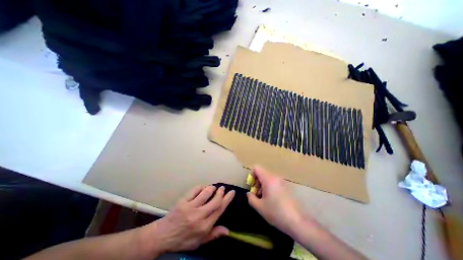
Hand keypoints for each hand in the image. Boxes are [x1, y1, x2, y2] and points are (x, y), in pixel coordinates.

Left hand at [148, 186, 234, 254]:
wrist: (162, 236)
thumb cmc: (183, 239)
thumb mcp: (199, 242)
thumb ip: (214, 234)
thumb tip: (228, 230)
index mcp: (204, 227)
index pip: (219, 210)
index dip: (227, 199)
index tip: (232, 192)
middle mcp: (199, 216)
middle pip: (215, 200)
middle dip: (221, 192)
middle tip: (222, 188)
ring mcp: (190, 207)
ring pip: (206, 193)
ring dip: (211, 188)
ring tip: (213, 188)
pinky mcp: (182, 201)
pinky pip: (195, 190)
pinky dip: (201, 187)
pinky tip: (202, 188)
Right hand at [246, 166, 306, 235]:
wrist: (297, 222)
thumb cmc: (276, 213)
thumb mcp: (259, 207)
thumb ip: (251, 198)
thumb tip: (249, 193)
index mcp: (268, 179)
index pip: (256, 168)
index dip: (251, 175)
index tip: (252, 186)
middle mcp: (276, 177)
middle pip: (262, 173)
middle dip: (257, 182)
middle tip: (258, 195)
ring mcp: (282, 181)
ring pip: (268, 178)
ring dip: (263, 185)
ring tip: (265, 199)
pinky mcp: (287, 186)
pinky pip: (275, 182)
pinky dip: (270, 187)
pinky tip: (273, 200)